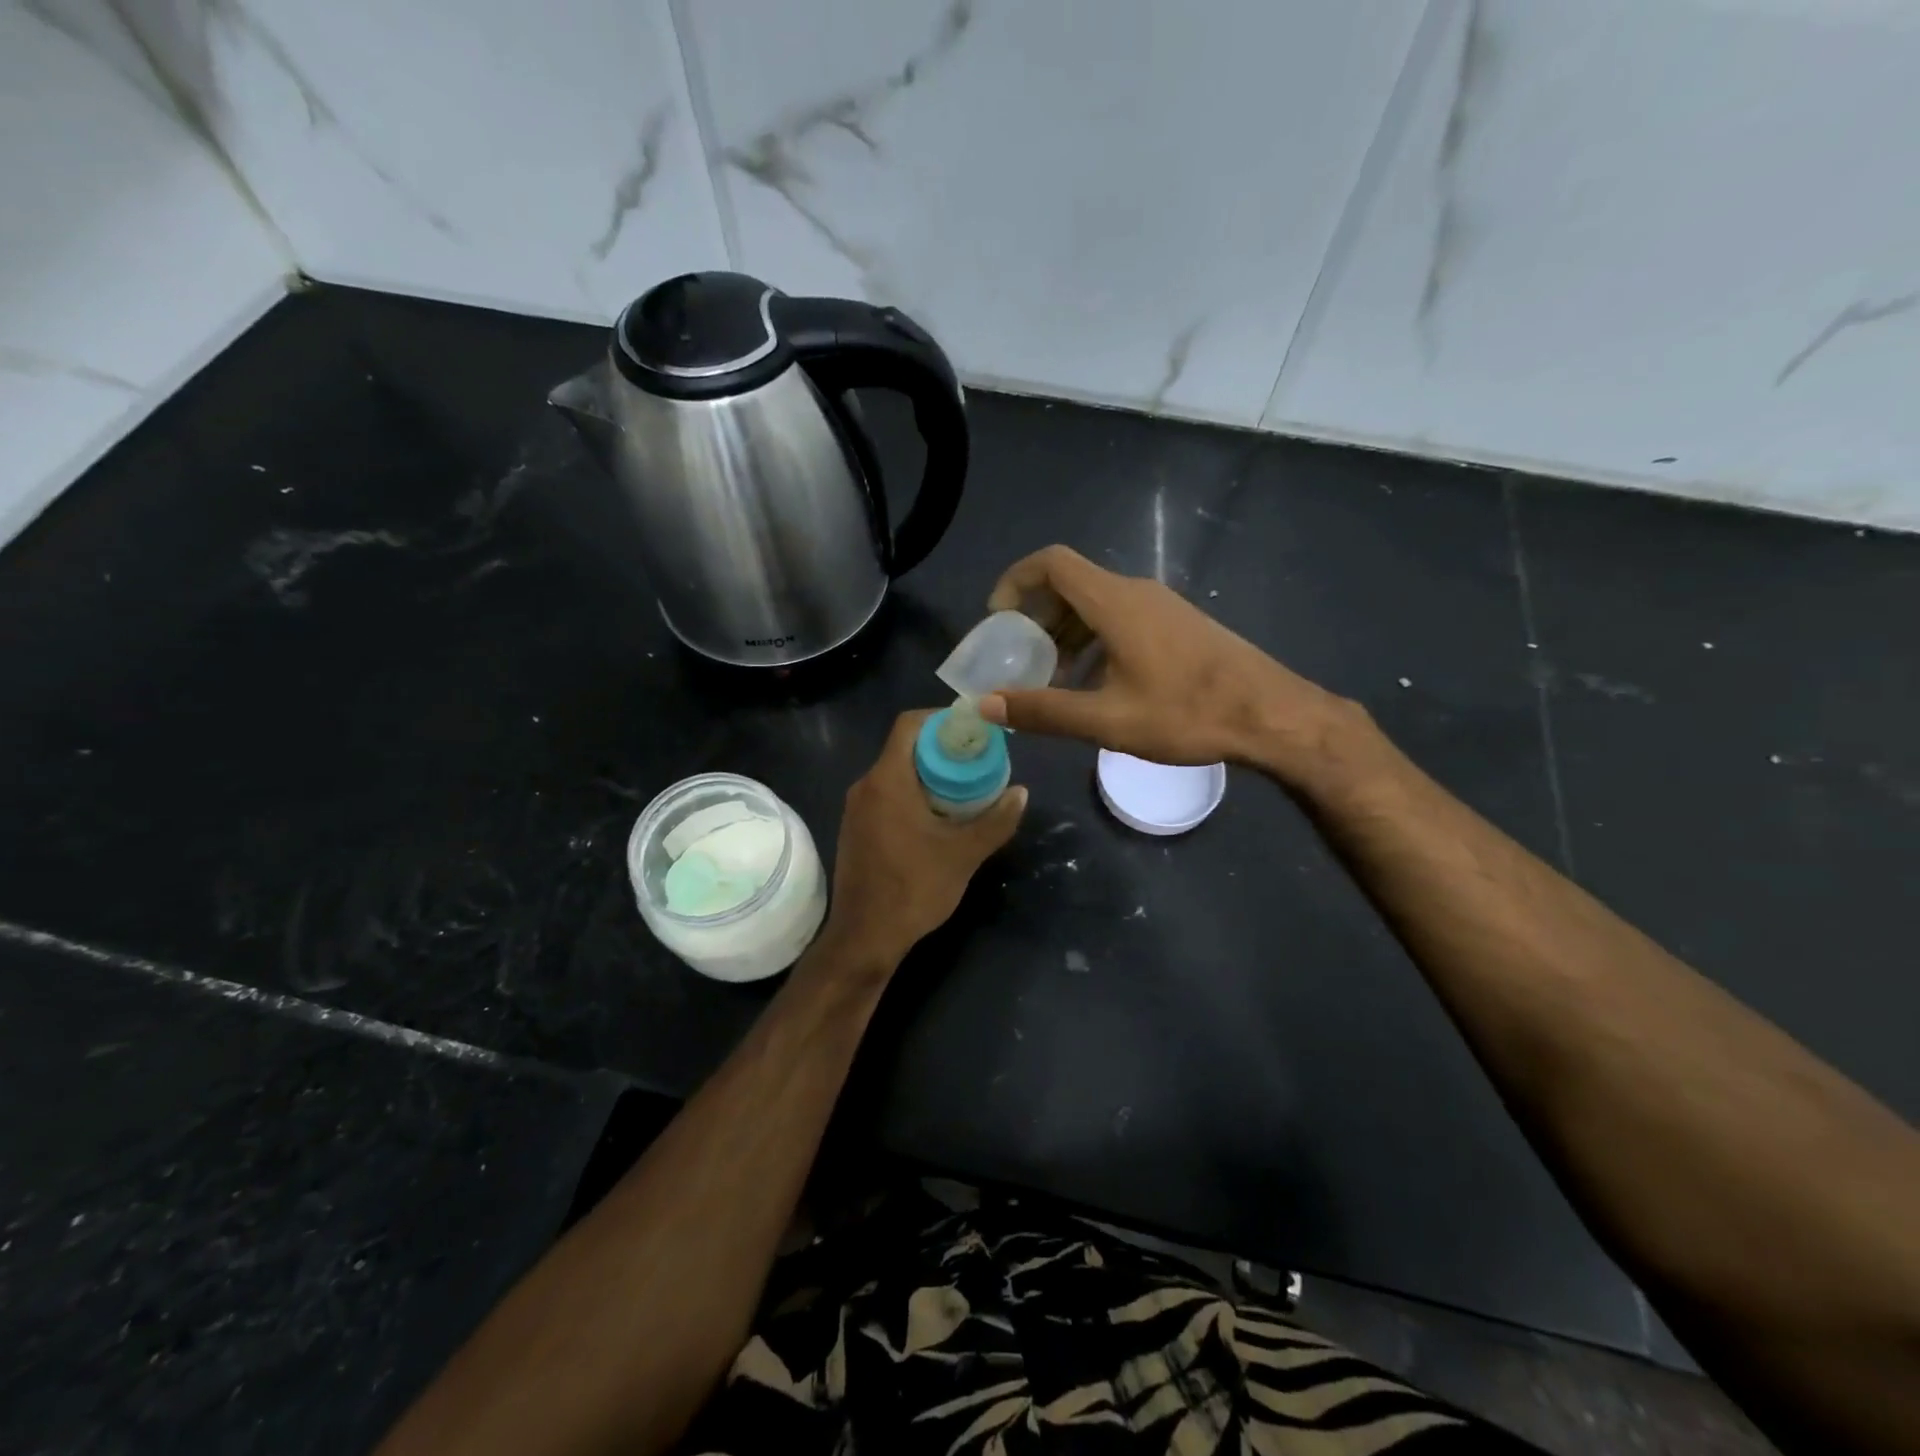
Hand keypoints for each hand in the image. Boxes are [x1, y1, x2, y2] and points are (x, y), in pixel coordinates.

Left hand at [819, 711, 1026, 972]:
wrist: (864, 937)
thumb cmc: (913, 889)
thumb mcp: (964, 854)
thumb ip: (996, 820)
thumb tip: (1021, 792)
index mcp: (887, 780)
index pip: (910, 724)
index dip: (942, 718)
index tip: (973, 730)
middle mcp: (866, 786)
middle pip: (905, 747)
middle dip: (942, 749)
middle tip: (978, 761)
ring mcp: (857, 809)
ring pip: (896, 773)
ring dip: (929, 774)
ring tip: (965, 788)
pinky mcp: (856, 829)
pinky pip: (887, 795)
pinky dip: (913, 794)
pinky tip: (939, 817)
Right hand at [978, 545, 1363, 783]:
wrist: (1272, 715)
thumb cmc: (1188, 714)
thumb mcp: (1108, 720)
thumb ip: (1044, 710)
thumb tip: (987, 703)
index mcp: (1115, 602)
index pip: (1052, 563)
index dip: (1015, 581)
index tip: (998, 619)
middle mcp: (1136, 592)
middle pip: (1071, 583)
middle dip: (1037, 616)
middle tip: (1021, 657)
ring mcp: (1162, 606)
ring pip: (1097, 603)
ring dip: (1066, 632)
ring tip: (1054, 678)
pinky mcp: (1178, 624)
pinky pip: (1121, 617)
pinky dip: (1094, 639)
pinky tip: (1097, 683)